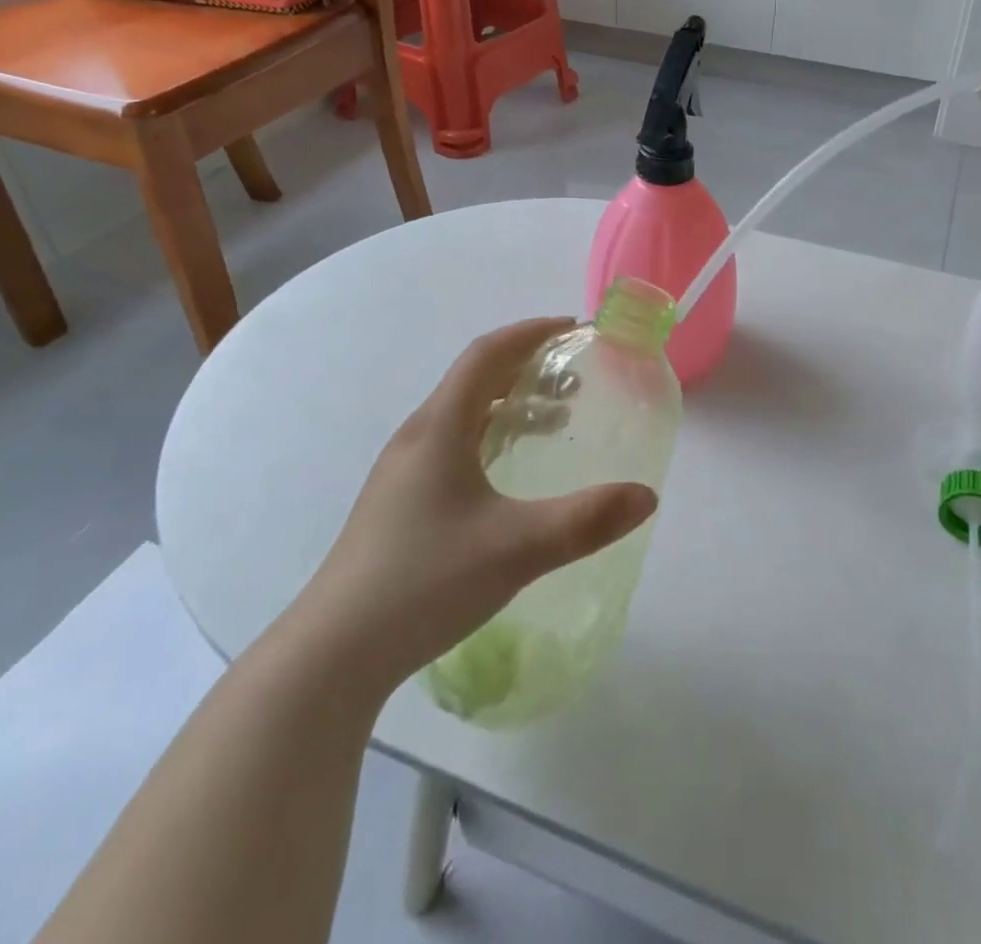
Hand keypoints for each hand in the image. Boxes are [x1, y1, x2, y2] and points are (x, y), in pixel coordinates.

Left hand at [297, 318, 658, 698]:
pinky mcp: (398, 501)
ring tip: (554, 422)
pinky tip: (508, 474)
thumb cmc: (425, 582)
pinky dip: (490, 436)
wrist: (333, 652)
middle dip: (527, 366)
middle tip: (575, 378)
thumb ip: (587, 520)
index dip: (530, 332)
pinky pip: (452, 444)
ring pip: (463, 414)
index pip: (487, 354)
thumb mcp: (518, 548)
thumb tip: (647, 496)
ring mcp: (402, 470)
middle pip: (475, 379)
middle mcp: (417, 437)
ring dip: (510, 404)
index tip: (572, 328)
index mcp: (439, 427)